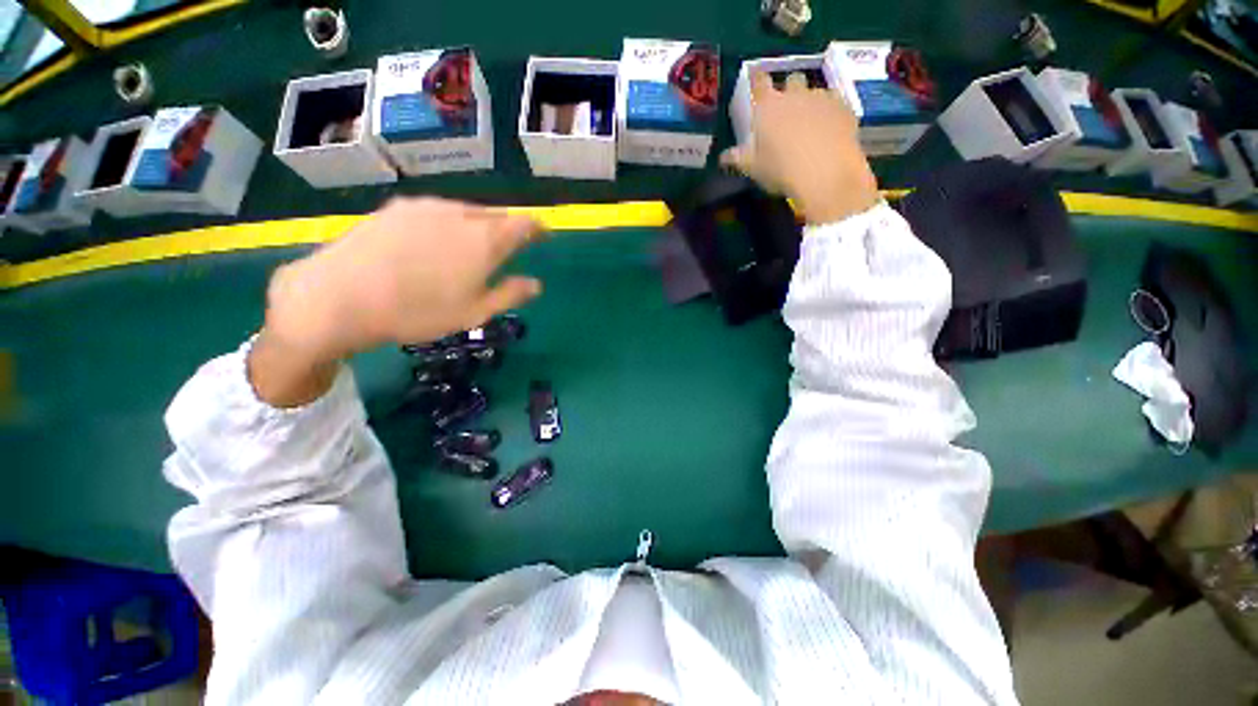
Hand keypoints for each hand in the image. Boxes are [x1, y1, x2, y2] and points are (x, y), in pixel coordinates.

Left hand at [250, 198, 544, 406]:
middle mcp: (460, 214)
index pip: (524, 223)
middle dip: (510, 226)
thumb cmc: (418, 311)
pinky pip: (438, 210)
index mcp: (485, 240)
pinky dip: (451, 221)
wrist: (339, 296)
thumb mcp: (474, 313)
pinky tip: (438, 240)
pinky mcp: (398, 207)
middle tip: (512, 243)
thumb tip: (536, 284)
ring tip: (475, 243)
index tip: (542, 235)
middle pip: (497, 212)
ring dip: (480, 223)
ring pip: (467, 209)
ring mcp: (426, 207)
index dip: (537, 228)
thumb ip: (510, 294)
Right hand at [721, 72, 879, 224]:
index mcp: (768, 106)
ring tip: (811, 126)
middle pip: (791, 79)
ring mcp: (821, 97)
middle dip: (789, 90)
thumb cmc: (781, 170)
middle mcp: (794, 94)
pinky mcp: (844, 107)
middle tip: (787, 112)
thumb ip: (738, 158)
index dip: (757, 80)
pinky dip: (831, 113)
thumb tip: (723, 157)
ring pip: (815, 91)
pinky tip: (830, 132)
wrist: (825, 174)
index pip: (759, 82)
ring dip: (811, 102)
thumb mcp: (754, 168)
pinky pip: (835, 103)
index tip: (756, 82)